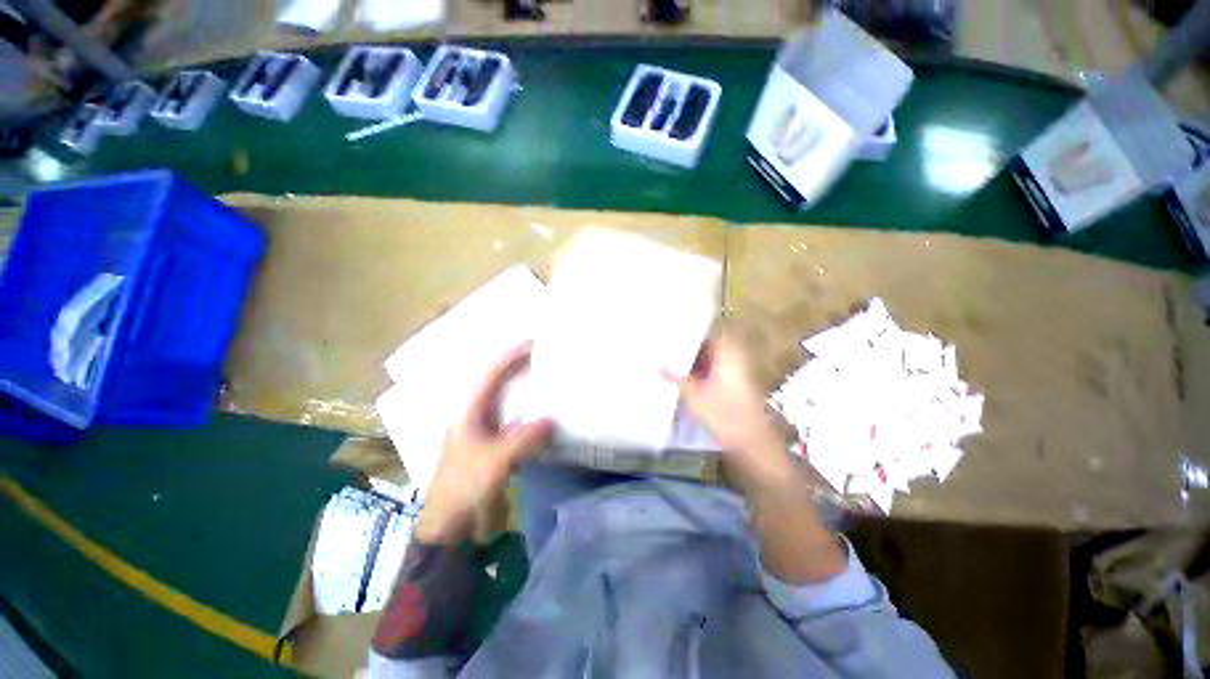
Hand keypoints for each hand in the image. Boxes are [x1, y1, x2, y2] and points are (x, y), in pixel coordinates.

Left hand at [415, 345, 553, 544]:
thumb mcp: (495, 461)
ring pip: (507, 402)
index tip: (532, 344)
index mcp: (467, 413)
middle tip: (542, 355)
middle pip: (496, 384)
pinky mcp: (495, 447)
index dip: (509, 357)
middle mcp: (475, 417)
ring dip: (523, 388)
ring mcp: (485, 432)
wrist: (451, 528)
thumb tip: (552, 418)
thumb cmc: (464, 489)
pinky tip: (544, 412)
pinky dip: (529, 413)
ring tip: (546, 376)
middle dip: (516, 367)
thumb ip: (523, 439)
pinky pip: (516, 422)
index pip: (489, 376)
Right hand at [668, 334, 844, 583]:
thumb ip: (676, 378)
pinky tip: (680, 374)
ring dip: (691, 357)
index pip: (709, 331)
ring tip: (667, 354)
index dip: (691, 326)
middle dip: (687, 342)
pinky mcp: (732, 387)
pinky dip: (697, 370)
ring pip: (709, 358)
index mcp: (728, 354)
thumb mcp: (694, 396)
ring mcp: (733, 373)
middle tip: (664, 341)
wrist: (753, 447)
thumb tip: (656, 365)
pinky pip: (711, 370)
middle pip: (707, 344)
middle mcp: (733, 359)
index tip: (671, 325)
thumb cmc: (725, 417)